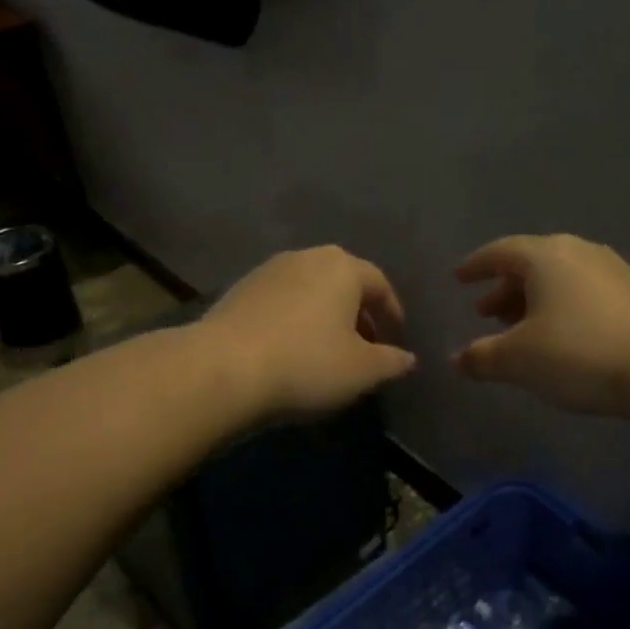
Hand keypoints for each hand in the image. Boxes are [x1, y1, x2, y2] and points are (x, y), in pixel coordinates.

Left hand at [199, 246, 416, 417]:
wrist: (222, 369)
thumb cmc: (306, 363)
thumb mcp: (362, 370)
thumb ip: (391, 361)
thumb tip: (407, 359)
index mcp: (342, 267)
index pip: (379, 284)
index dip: (392, 314)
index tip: (396, 341)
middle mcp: (305, 258)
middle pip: (342, 283)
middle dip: (358, 313)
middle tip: (365, 347)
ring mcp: (267, 271)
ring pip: (309, 291)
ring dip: (324, 317)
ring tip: (327, 351)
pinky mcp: (238, 291)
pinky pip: (280, 303)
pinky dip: (294, 322)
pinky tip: (290, 351)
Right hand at [454, 234, 629, 415]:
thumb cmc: (579, 353)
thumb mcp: (518, 360)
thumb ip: (481, 357)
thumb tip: (456, 360)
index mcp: (545, 256)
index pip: (500, 252)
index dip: (476, 266)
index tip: (459, 278)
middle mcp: (577, 252)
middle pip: (530, 264)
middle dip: (504, 288)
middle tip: (485, 313)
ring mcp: (610, 270)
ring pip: (558, 278)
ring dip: (532, 300)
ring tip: (518, 328)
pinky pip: (581, 291)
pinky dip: (560, 307)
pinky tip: (558, 336)